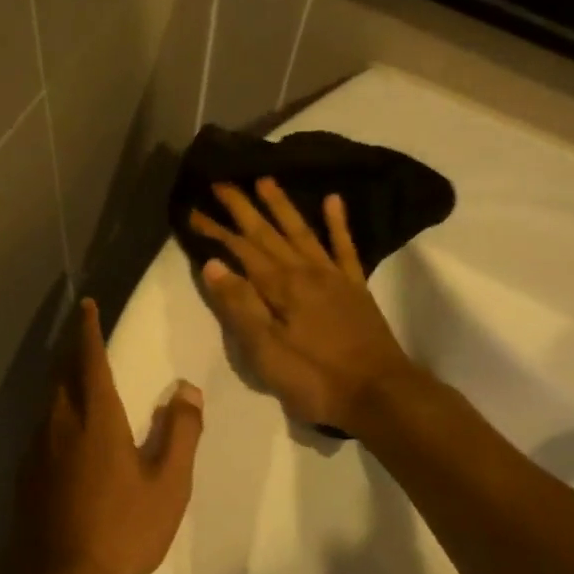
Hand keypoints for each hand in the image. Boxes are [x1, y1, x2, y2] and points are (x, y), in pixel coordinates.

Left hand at [15, 298, 203, 573]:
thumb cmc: (121, 530)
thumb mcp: (167, 485)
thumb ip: (179, 433)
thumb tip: (187, 390)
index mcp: (95, 417)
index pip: (89, 358)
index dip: (87, 329)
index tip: (86, 305)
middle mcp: (59, 422)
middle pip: (61, 373)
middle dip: (72, 350)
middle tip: (84, 338)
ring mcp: (36, 448)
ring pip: (48, 400)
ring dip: (62, 381)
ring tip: (78, 380)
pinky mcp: (24, 474)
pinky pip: (41, 427)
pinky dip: (55, 413)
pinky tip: (66, 434)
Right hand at [189, 179, 416, 433]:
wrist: (379, 394)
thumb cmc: (315, 378)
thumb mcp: (266, 351)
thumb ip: (240, 306)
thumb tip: (213, 265)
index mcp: (280, 287)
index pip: (240, 250)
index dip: (216, 230)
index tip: (193, 211)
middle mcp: (305, 271)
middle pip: (268, 233)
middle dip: (243, 207)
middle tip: (222, 182)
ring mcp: (333, 277)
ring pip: (302, 231)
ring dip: (282, 206)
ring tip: (265, 180)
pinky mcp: (355, 288)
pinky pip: (345, 247)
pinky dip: (337, 223)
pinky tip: (333, 200)